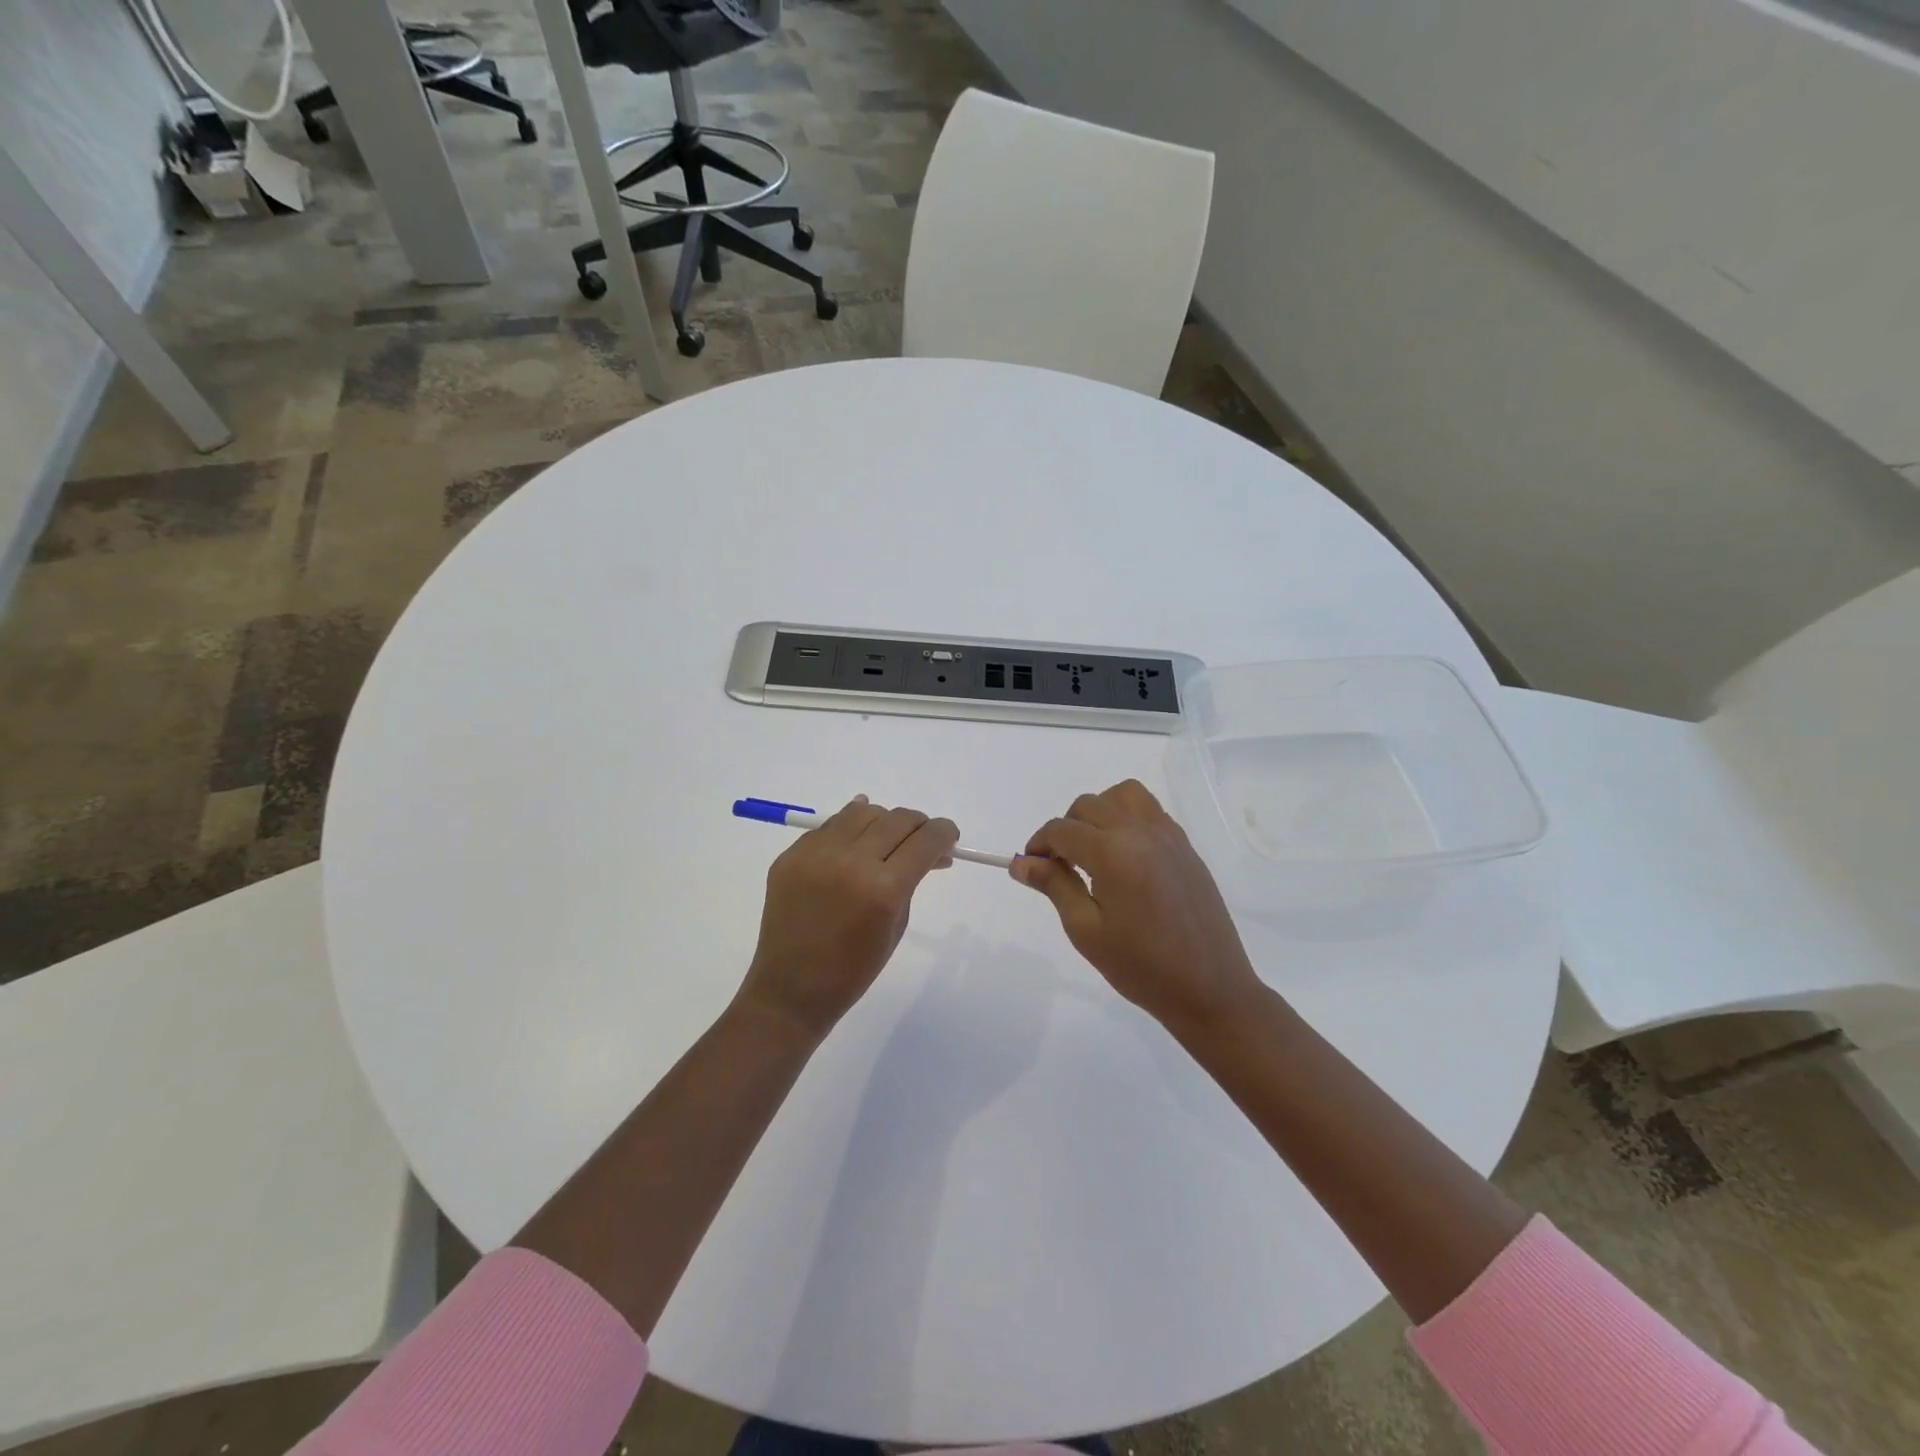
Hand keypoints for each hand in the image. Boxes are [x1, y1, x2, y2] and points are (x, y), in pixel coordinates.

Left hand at [736, 796, 958, 1040]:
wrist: (790, 988)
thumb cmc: (853, 969)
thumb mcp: (896, 925)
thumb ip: (912, 881)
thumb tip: (930, 852)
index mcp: (884, 889)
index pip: (926, 840)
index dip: (944, 833)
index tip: (949, 837)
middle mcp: (851, 861)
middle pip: (897, 819)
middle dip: (918, 825)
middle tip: (920, 841)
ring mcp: (817, 854)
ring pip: (863, 812)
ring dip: (883, 822)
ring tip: (884, 841)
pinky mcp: (792, 854)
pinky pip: (830, 826)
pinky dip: (849, 829)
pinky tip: (855, 840)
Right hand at [1013, 780, 1265, 1036]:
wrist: (1210, 989)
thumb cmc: (1141, 967)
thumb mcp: (1086, 930)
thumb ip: (1054, 886)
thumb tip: (1020, 862)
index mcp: (1113, 853)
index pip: (1062, 829)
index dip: (1039, 844)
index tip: (1032, 868)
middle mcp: (1141, 832)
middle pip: (1089, 805)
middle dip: (1066, 828)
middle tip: (1060, 866)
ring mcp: (1168, 836)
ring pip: (1123, 795)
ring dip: (1099, 811)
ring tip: (1094, 849)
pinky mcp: (1186, 847)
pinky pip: (1150, 811)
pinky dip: (1128, 818)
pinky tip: (1125, 856)